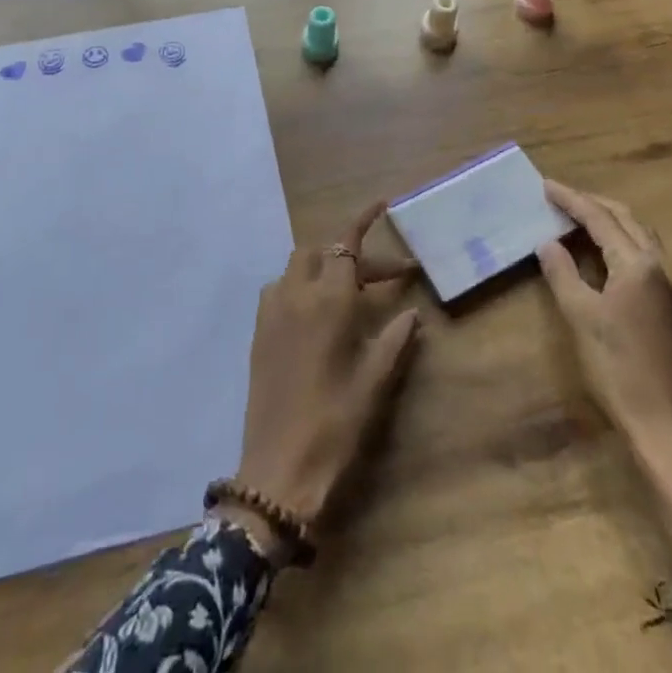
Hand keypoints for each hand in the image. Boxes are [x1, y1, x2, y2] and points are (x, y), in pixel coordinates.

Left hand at [221, 202, 420, 555]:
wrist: (278, 469)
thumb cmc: (335, 424)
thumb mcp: (374, 382)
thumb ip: (394, 339)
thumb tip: (411, 312)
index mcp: (328, 300)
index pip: (346, 244)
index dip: (363, 219)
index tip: (383, 204)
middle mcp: (296, 294)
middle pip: (321, 250)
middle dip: (351, 252)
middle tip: (382, 278)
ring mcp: (272, 310)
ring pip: (298, 265)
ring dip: (324, 266)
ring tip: (350, 291)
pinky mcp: (259, 330)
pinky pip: (281, 288)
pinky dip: (302, 285)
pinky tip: (317, 313)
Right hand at [536, 181, 671, 460]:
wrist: (669, 428)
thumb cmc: (620, 370)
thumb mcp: (581, 317)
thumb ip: (563, 273)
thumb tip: (548, 242)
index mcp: (638, 264)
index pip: (599, 218)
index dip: (571, 199)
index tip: (545, 185)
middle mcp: (661, 266)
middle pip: (626, 218)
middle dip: (592, 203)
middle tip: (560, 197)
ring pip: (639, 235)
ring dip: (609, 220)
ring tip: (577, 217)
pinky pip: (645, 254)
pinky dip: (620, 241)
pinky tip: (602, 253)